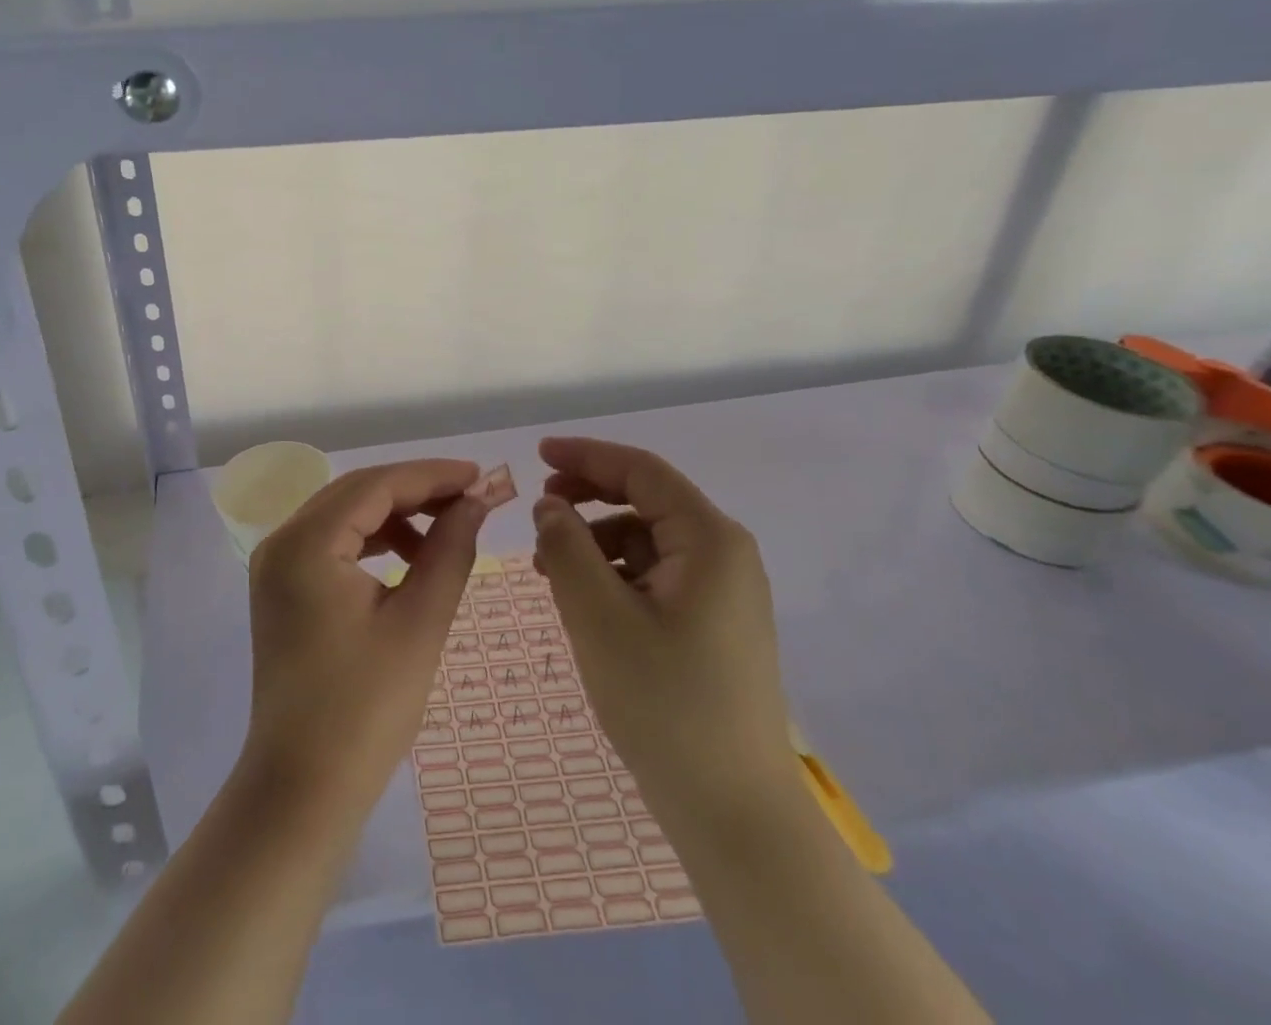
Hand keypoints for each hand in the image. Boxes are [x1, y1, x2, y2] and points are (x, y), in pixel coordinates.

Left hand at [243, 459, 486, 818]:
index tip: (481, 476)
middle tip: (473, 497)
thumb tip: (476, 502)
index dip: (432, 475)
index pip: (376, 485)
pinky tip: (408, 555)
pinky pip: (332, 541)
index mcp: (306, 543)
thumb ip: (450, 550)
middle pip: (357, 492)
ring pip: (344, 513)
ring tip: (447, 529)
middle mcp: (282, 540)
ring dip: (395, 514)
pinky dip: (372, 539)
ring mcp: (276, 564)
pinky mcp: (282, 587)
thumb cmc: (366, 710)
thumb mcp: (420, 622)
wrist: (303, 788)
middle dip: (416, 490)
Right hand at [532, 436, 793, 828]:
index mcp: (709, 540)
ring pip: (646, 540)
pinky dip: (613, 574)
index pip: (641, 471)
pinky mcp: (712, 624)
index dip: (586, 456)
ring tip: (550, 571)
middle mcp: (723, 555)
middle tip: (539, 512)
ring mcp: (722, 592)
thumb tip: (549, 506)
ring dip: (595, 542)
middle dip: (588, 499)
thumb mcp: (598, 616)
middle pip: (645, 501)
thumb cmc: (665, 704)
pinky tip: (582, 601)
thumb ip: (567, 547)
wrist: (734, 814)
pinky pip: (654, 576)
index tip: (536, 455)